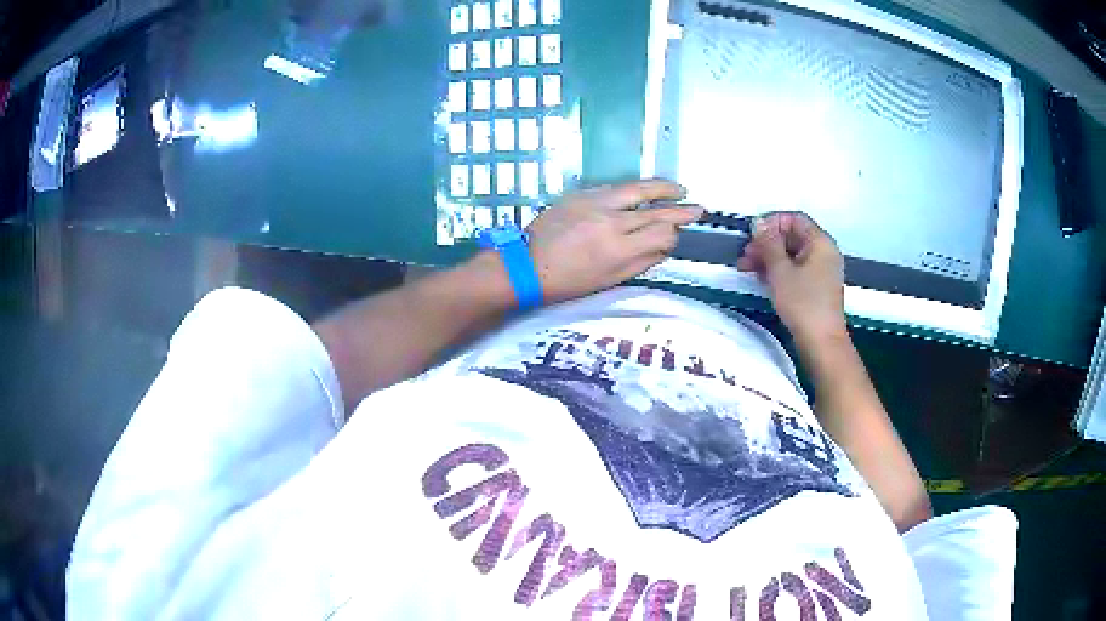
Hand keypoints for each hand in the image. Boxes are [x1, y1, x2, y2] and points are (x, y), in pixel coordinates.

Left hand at [526, 180, 702, 302]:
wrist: (526, 264)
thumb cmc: (567, 281)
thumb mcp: (608, 281)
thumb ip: (640, 262)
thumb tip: (664, 246)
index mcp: (619, 249)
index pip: (662, 234)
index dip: (675, 235)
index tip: (678, 236)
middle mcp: (612, 220)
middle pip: (655, 209)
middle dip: (681, 208)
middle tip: (698, 207)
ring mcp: (595, 202)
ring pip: (637, 189)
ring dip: (661, 188)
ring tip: (678, 189)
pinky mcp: (581, 193)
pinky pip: (615, 188)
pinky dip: (634, 189)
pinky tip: (642, 190)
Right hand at [737, 212, 846, 341]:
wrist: (821, 342)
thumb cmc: (803, 303)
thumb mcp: (780, 271)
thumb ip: (768, 243)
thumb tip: (758, 222)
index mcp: (820, 242)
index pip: (794, 219)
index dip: (771, 222)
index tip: (751, 234)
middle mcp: (824, 252)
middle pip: (792, 236)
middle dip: (767, 242)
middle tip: (745, 255)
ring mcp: (821, 270)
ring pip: (792, 254)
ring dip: (769, 257)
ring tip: (746, 268)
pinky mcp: (816, 286)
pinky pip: (796, 269)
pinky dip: (778, 270)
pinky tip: (761, 278)